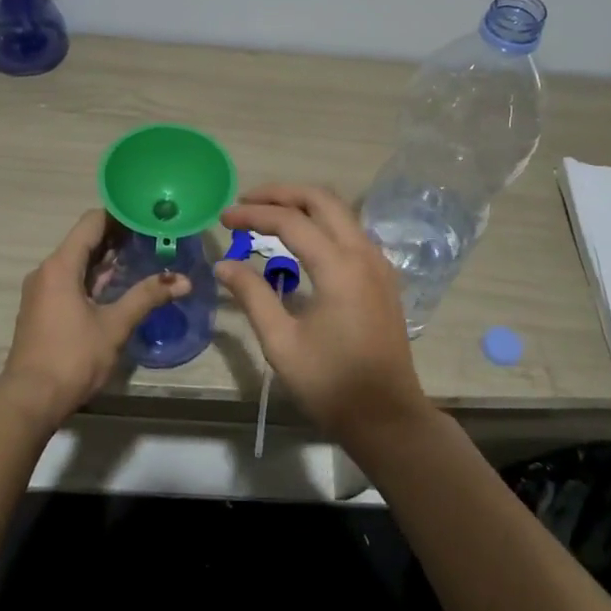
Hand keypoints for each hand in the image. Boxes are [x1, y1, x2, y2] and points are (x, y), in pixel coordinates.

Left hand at [0, 210, 190, 422]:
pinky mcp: (44, 309)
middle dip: (118, 236)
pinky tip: (119, 283)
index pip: (92, 223)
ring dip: (107, 258)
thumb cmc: (73, 356)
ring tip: (142, 254)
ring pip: (78, 262)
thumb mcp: (115, 325)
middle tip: (153, 234)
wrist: (30, 399)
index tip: (148, 214)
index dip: (120, 214)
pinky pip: (71, 280)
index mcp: (61, 266)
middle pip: (84, 240)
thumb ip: (147, 297)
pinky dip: (94, 276)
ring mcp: (42, 290)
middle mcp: (47, 271)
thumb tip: (183, 280)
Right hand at [216, 184, 429, 438]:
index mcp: (339, 267)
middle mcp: (364, 253)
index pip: (290, 221)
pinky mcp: (383, 278)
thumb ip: (252, 296)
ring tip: (267, 217)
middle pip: (322, 200)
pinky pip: (351, 233)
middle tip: (246, 202)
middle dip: (281, 194)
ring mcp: (379, 264)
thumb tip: (224, 264)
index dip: (253, 215)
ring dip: (303, 206)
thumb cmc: (331, 383)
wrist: (387, 416)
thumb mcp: (281, 342)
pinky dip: (322, 224)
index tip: (223, 218)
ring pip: (340, 213)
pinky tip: (300, 242)